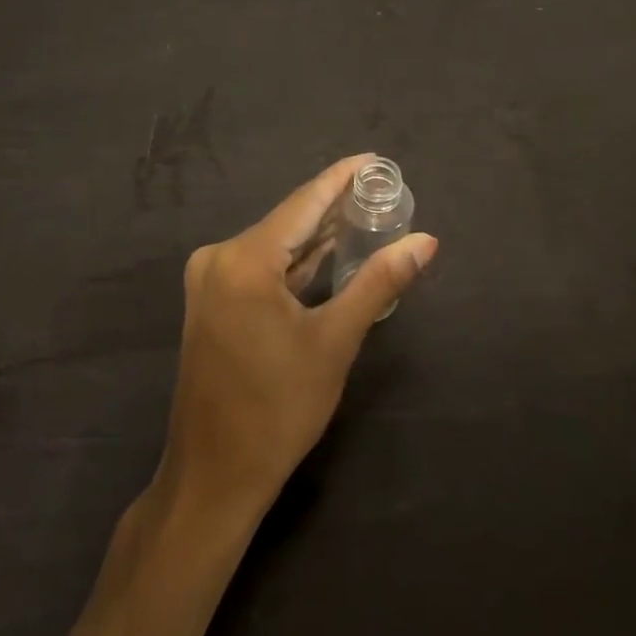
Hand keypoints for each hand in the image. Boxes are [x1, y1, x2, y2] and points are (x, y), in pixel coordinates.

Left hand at [155, 155, 437, 523]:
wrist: (215, 475)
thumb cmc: (278, 409)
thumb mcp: (335, 341)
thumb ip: (378, 283)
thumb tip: (424, 241)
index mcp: (244, 259)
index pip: (304, 202)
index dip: (341, 178)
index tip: (375, 160)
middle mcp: (219, 258)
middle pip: (288, 221)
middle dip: (334, 206)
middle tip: (382, 190)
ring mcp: (211, 281)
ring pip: (275, 245)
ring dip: (317, 235)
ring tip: (365, 214)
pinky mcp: (212, 303)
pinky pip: (261, 268)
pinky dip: (295, 262)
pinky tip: (328, 253)